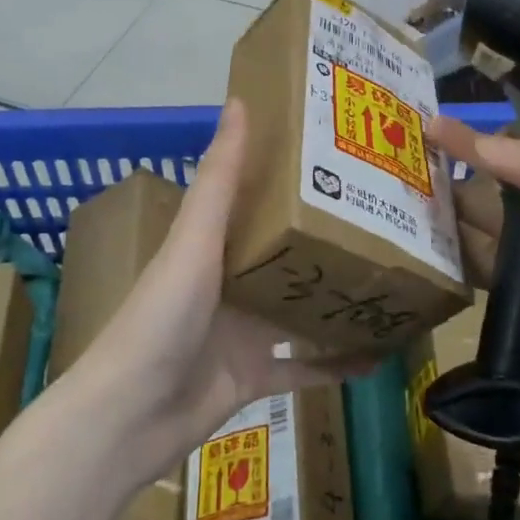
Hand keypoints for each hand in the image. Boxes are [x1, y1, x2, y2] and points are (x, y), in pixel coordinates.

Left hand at [70, 99, 360, 486]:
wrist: (129, 418)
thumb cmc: (161, 318)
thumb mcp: (194, 242)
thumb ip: (219, 179)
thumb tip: (239, 101)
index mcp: (211, 245)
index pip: (256, 200)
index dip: (293, 178)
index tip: (342, 156)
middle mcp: (228, 284)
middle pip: (286, 255)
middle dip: (328, 240)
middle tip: (387, 220)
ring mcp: (242, 334)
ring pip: (300, 311)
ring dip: (338, 300)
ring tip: (391, 281)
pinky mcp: (253, 377)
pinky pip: (305, 369)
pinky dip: (337, 364)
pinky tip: (380, 355)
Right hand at [430, 116, 519, 473]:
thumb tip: (479, 142)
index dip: (509, 135)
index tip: (452, 124)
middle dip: (477, 175)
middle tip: (419, 158)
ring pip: (509, 236)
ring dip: (466, 216)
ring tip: (411, 196)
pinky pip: (503, 279)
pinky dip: (471, 262)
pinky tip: (433, 247)